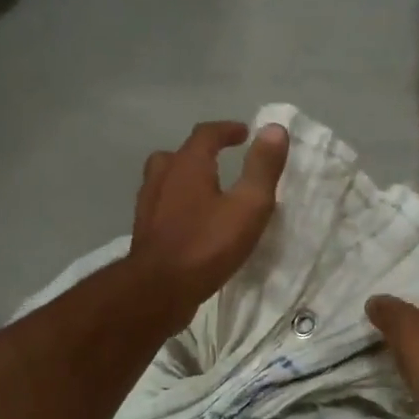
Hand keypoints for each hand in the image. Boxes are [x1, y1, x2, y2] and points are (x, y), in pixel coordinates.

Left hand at [129, 121, 289, 325]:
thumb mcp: (248, 206)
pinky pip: (161, 207)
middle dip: (200, 153)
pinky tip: (190, 223)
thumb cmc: (207, 245)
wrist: (159, 290)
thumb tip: (274, 129)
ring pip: (163, 180)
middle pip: (177, 154)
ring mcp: (148, 206)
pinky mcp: (144, 232)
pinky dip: (175, 205)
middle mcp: (162, 178)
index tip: (245, 133)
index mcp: (187, 165)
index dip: (227, 130)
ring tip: (205, 192)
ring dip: (183, 178)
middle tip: (220, 161)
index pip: (206, 134)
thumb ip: (262, 168)